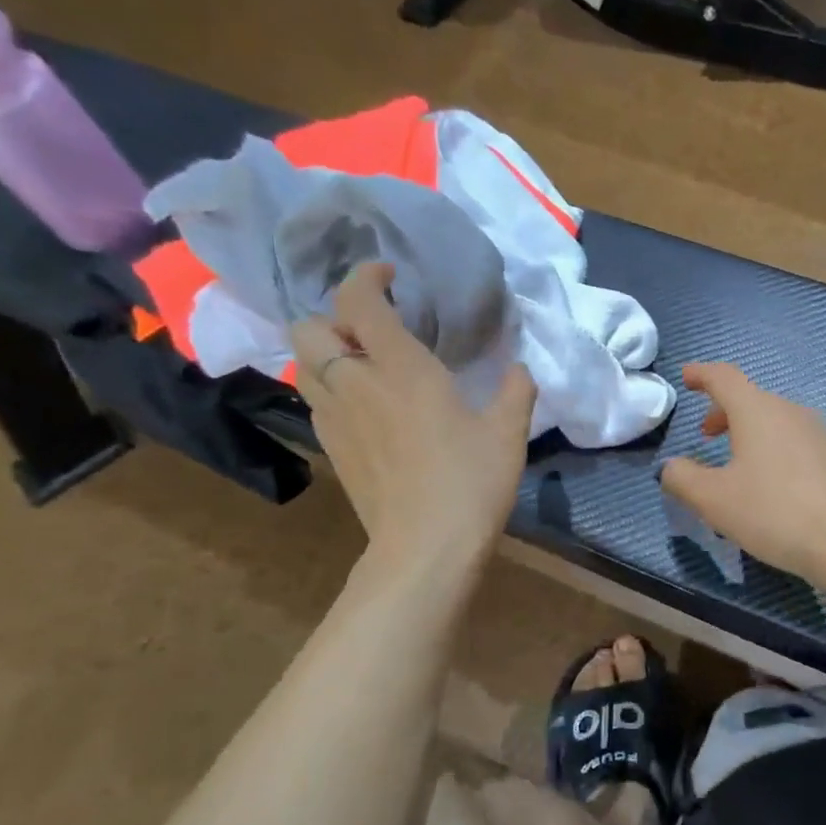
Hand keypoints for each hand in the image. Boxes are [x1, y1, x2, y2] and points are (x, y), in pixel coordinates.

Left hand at [291, 263, 535, 566]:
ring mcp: (336, 419)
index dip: (367, 277)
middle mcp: (356, 384)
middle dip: (334, 316)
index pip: (359, 301)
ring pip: (304, 365)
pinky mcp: (332, 450)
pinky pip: (317, 401)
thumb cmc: (471, 482)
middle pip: (309, 328)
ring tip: (366, 366)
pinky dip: (332, 390)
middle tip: (373, 331)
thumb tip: (521, 369)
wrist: (426, 547)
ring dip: (328, 353)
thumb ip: (516, 390)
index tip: (390, 278)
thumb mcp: (509, 433)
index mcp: (401, 368)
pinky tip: (367, 409)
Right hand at [659, 363, 825, 579]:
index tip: (687, 378)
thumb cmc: (774, 510)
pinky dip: (771, 451)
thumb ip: (683, 479)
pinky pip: (792, 443)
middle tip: (706, 435)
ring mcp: (816, 434)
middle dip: (723, 411)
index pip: (724, 377)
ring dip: (748, 433)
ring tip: (734, 464)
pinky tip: (768, 486)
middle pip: (750, 399)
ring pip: (773, 421)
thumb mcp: (714, 499)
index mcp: (756, 410)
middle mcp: (788, 412)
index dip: (702, 374)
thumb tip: (671, 467)